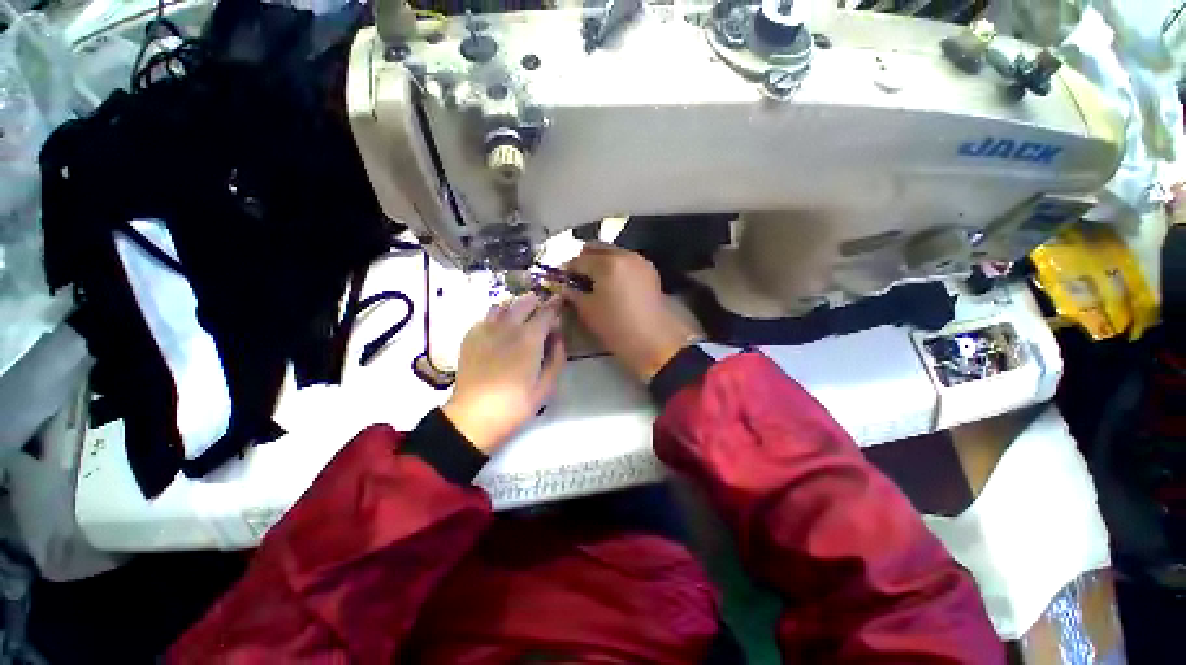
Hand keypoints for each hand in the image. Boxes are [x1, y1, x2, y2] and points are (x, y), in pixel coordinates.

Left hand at [442, 294, 565, 453]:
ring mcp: (486, 329)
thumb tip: (558, 336)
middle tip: (541, 310)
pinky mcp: (470, 336)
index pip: (546, 312)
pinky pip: (486, 317)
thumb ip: (557, 356)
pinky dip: (497, 317)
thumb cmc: (516, 404)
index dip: (556, 304)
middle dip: (536, 302)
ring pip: (502, 305)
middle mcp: (508, 327)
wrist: (474, 417)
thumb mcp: (547, 386)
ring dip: (515, 307)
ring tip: (520, 318)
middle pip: (524, 302)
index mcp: (529, 338)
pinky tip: (499, 331)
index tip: (560, 300)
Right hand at [565, 245, 698, 381]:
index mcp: (607, 263)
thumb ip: (573, 293)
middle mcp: (625, 255)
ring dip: (600, 262)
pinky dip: (615, 267)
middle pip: (597, 248)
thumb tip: (565, 287)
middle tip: (576, 277)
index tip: (561, 280)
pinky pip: (626, 261)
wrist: (652, 341)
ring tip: (594, 281)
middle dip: (584, 260)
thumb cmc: (616, 327)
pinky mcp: (649, 270)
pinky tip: (611, 283)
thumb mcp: (588, 310)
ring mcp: (640, 261)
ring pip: (613, 252)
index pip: (579, 260)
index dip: (567, 270)